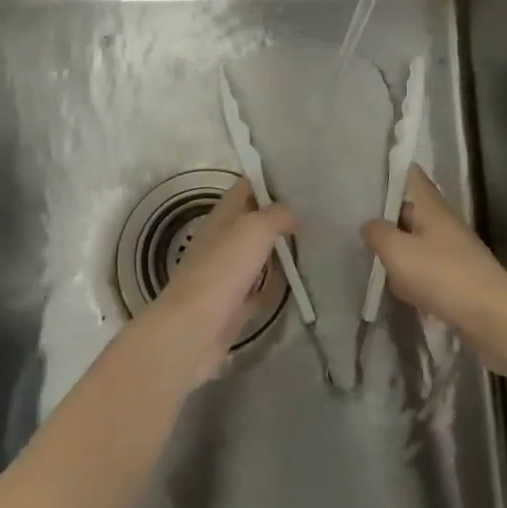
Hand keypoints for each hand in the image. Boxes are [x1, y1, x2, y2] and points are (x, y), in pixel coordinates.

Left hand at [136, 177, 294, 388]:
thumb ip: (276, 215)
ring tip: (310, 244)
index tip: (297, 178)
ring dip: (277, 251)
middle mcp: (221, 242)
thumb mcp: (254, 229)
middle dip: (277, 216)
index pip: (245, 188)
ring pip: (255, 256)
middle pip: (251, 222)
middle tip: (313, 213)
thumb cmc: (222, 270)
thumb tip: (292, 214)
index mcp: (221, 217)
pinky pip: (258, 291)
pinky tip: (295, 284)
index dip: (267, 181)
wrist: (193, 330)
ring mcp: (226, 275)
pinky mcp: (232, 307)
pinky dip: (274, 287)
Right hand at [361, 166, 506, 355]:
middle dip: (387, 214)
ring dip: (398, 248)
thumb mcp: (397, 251)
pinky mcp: (458, 278)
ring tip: (370, 255)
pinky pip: (427, 268)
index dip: (390, 171)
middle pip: (411, 209)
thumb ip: (378, 233)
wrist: (492, 318)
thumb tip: (370, 224)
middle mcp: (444, 222)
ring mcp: (453, 251)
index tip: (365, 176)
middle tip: (356, 219)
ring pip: (417, 240)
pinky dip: (412, 275)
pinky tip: (398, 288)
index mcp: (432, 206)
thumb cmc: (442, 275)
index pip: (411, 175)